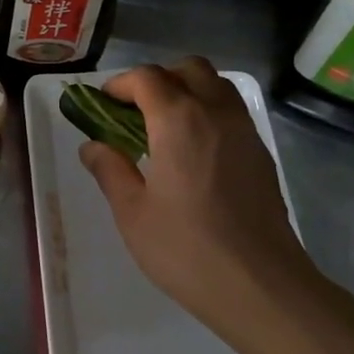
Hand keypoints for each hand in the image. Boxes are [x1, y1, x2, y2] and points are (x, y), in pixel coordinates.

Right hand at [79, 58, 319, 327]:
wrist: (260, 285)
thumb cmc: (185, 249)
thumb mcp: (132, 212)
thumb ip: (110, 170)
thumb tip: (92, 146)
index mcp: (179, 121)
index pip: (148, 78)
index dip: (121, 84)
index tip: (103, 105)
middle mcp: (216, 113)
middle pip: (188, 69)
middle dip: (157, 79)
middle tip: (134, 111)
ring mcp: (245, 131)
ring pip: (216, 86)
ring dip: (187, 91)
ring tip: (163, 128)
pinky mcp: (261, 154)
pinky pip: (232, 112)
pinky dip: (208, 112)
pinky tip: (193, 152)